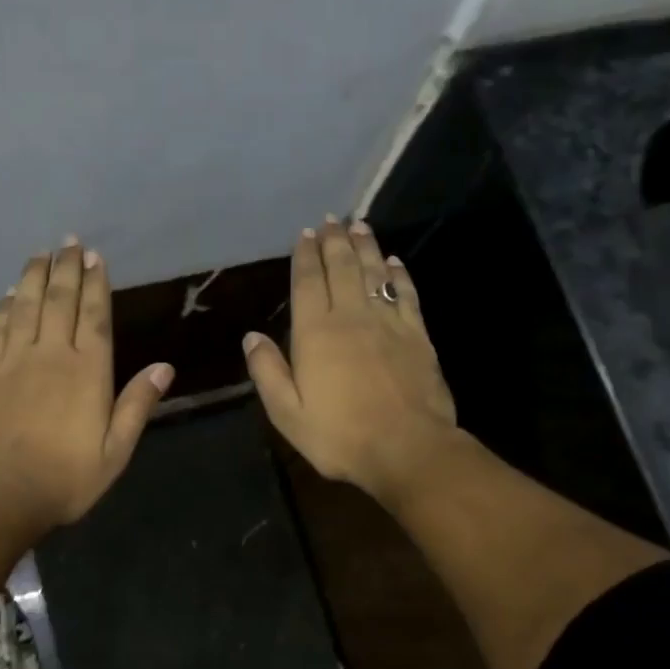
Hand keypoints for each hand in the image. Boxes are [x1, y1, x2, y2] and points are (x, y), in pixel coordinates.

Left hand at [0, 239, 173, 532]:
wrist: (0, 494)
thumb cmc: (66, 478)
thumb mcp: (115, 451)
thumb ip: (137, 405)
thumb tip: (164, 367)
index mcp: (88, 373)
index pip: (94, 316)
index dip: (96, 284)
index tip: (96, 257)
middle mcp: (51, 355)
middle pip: (60, 301)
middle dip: (66, 268)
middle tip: (69, 242)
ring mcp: (13, 361)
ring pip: (26, 307)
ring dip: (34, 277)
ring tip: (41, 254)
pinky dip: (5, 307)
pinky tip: (10, 293)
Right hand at [242, 216, 457, 505]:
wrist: (407, 448)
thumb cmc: (339, 435)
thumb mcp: (287, 413)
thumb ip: (268, 372)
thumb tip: (251, 337)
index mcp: (316, 333)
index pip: (307, 283)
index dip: (305, 256)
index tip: (305, 235)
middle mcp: (351, 317)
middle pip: (342, 268)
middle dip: (335, 241)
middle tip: (331, 220)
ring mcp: (389, 323)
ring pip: (375, 273)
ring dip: (366, 247)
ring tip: (359, 226)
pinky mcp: (418, 335)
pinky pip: (406, 294)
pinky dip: (399, 274)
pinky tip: (395, 263)